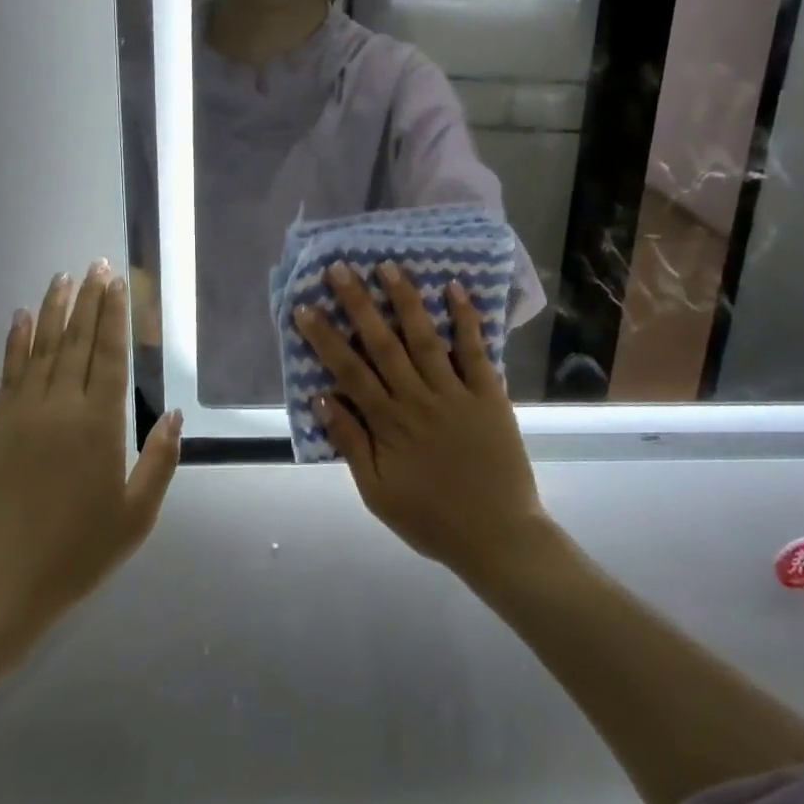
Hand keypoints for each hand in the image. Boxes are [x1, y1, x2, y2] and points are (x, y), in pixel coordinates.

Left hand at [0, 262, 181, 675]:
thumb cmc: (74, 554)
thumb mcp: (135, 517)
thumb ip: (159, 462)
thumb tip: (175, 416)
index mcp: (99, 425)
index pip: (109, 354)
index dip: (114, 315)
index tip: (116, 282)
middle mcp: (60, 407)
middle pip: (76, 341)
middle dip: (88, 300)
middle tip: (95, 265)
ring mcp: (21, 413)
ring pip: (41, 348)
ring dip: (53, 309)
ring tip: (62, 277)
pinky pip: (9, 371)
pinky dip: (16, 341)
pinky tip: (20, 318)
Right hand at [294, 262, 547, 582]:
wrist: (498, 537)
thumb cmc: (431, 519)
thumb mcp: (377, 493)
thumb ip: (350, 443)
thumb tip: (321, 398)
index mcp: (388, 423)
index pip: (349, 371)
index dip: (325, 338)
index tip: (305, 307)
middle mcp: (418, 399)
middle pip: (382, 343)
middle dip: (359, 304)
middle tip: (340, 268)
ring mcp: (455, 393)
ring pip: (424, 338)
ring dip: (405, 300)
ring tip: (388, 266)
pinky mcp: (489, 395)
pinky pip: (476, 351)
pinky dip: (465, 319)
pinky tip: (453, 288)